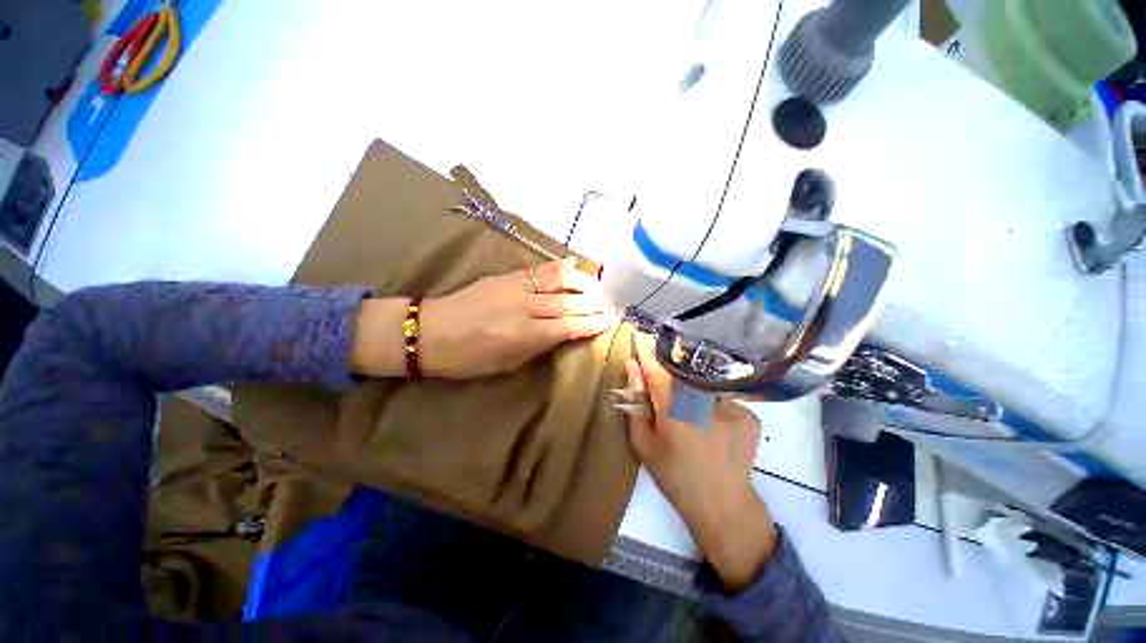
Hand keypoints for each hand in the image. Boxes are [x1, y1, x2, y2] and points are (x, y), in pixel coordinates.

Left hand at [351, 258, 618, 379]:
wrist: (430, 331)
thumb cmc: (468, 358)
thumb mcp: (507, 363)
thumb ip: (539, 345)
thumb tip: (565, 332)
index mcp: (523, 335)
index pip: (568, 326)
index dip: (592, 323)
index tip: (609, 322)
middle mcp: (523, 307)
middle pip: (568, 301)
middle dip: (594, 304)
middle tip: (611, 306)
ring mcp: (515, 286)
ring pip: (558, 278)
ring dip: (582, 282)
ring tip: (598, 288)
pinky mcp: (507, 275)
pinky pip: (540, 268)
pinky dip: (561, 267)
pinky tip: (575, 266)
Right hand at [623, 335, 778, 590]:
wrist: (723, 507)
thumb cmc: (675, 477)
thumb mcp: (644, 444)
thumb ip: (636, 403)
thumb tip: (632, 368)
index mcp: (674, 410)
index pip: (656, 367)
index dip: (646, 350)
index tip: (638, 334)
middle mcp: (704, 400)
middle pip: (680, 369)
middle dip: (667, 367)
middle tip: (663, 382)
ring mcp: (731, 405)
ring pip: (701, 380)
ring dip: (689, 383)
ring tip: (687, 408)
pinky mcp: (748, 412)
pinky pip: (720, 394)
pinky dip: (710, 400)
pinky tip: (710, 420)